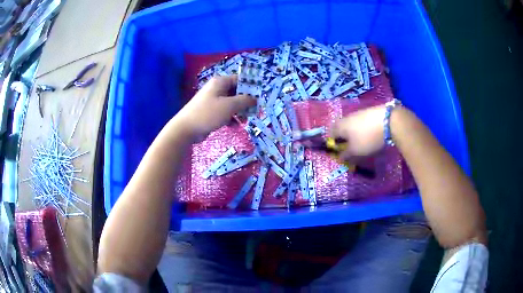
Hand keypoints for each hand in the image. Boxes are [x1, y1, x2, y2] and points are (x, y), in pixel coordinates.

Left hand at [175, 75, 255, 140]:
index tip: (259, 97)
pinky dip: (231, 117)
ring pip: (232, 103)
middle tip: (254, 111)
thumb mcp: (229, 106)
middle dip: (245, 102)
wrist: (186, 129)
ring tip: (244, 120)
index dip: (250, 87)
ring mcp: (213, 100)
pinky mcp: (211, 112)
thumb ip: (244, 100)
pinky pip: (225, 112)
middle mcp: (217, 89)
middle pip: (236, 92)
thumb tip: (255, 99)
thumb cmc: (208, 113)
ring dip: (239, 111)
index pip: (240, 79)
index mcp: (220, 82)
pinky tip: (234, 126)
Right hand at [330, 105, 387, 158]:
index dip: (334, 144)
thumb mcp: (355, 151)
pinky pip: (362, 123)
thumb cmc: (368, 138)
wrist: (388, 121)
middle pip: (341, 129)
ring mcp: (358, 113)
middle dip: (344, 139)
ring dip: (354, 134)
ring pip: (352, 125)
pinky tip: (371, 135)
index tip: (340, 152)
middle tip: (351, 149)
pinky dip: (364, 130)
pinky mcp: (369, 112)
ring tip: (362, 143)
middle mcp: (346, 118)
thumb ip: (346, 155)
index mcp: (340, 126)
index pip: (330, 135)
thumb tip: (340, 157)